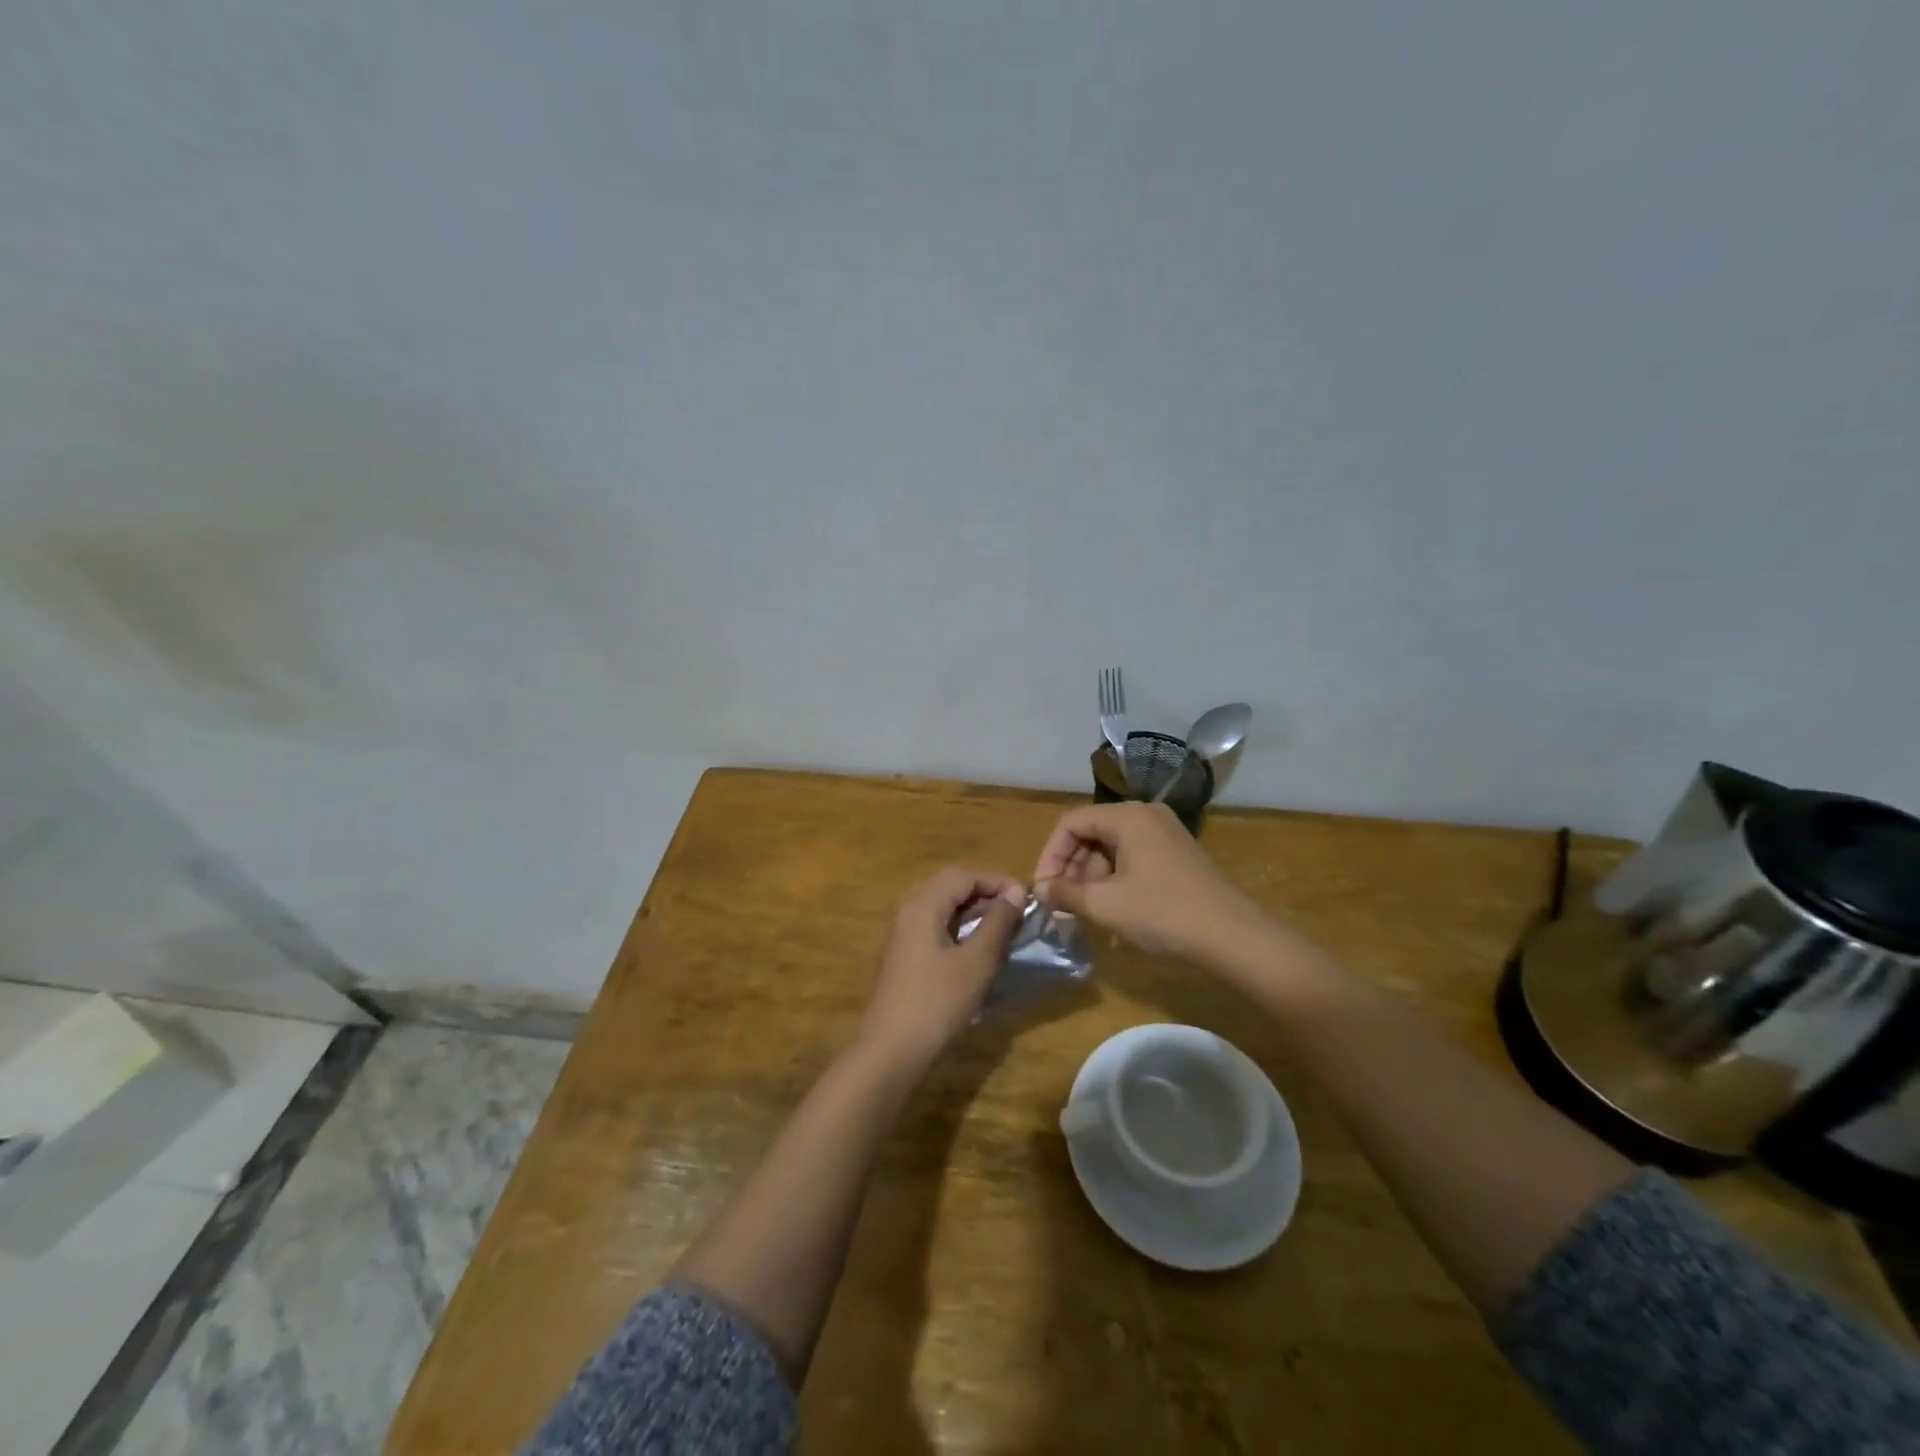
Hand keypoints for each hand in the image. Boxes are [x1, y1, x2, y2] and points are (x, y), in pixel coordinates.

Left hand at [857, 868, 1025, 1068]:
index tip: (1025, 897)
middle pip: (949, 885)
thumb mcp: (977, 961)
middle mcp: (908, 910)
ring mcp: (902, 933)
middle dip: (983, 891)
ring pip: (940, 906)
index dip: (996, 880)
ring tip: (1001, 925)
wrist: (892, 1050)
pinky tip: (976, 946)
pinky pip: (933, 925)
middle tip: (1014, 908)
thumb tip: (1014, 892)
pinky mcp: (903, 955)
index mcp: (922, 905)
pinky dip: (958, 926)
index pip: (963, 875)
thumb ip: (997, 922)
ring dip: (971, 909)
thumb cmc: (938, 1001)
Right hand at [1033, 801, 1267, 964]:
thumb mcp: (1105, 905)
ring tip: (1087, 910)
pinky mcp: (1177, 854)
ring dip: (1092, 875)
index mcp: (1127, 816)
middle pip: (1092, 832)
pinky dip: (1115, 878)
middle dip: (1072, 866)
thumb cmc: (1163, 914)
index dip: (1051, 854)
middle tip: (1064, 902)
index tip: (1045, 888)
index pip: (1072, 822)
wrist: (1233, 937)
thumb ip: (1065, 893)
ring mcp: (1165, 833)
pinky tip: (1114, 908)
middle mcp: (1146, 815)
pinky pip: (1133, 857)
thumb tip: (1039, 889)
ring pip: (1112, 846)